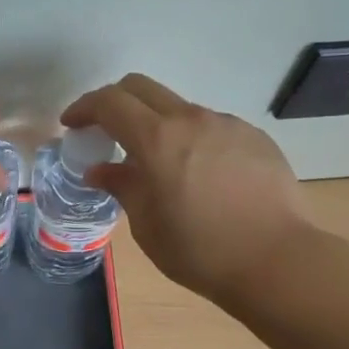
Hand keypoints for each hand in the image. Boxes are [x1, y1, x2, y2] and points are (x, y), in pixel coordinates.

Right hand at [62, 74, 310, 302]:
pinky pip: (211, 127)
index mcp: (158, 139)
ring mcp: (227, 125)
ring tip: (159, 163)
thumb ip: (123, 187)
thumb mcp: (148, 225)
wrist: (277, 261)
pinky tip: (200, 176)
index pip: (110, 102)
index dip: (84, 107)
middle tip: (104, 130)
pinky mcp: (254, 138)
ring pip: (179, 108)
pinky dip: (192, 140)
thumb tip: (101, 170)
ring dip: (157, 123)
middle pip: (142, 87)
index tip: (72, 124)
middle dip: (115, 101)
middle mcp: (192, 119)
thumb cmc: (200, 251)